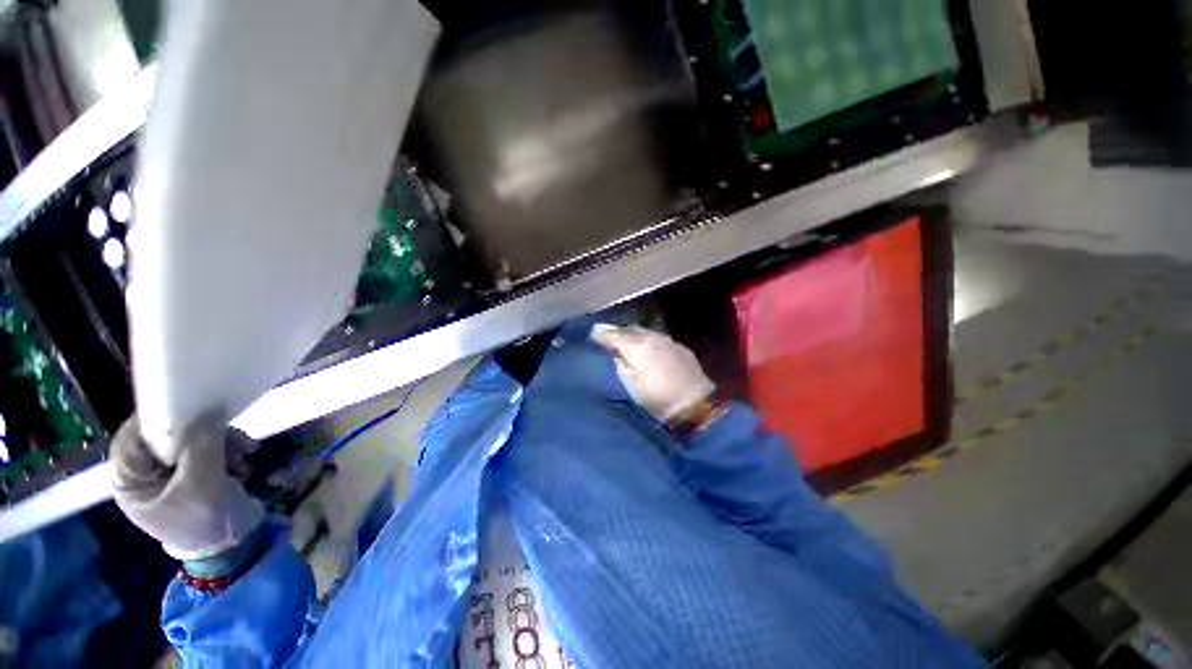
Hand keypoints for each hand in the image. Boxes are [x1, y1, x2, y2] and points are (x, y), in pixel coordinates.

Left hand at [109, 417, 264, 560]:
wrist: (232, 545)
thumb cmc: (204, 521)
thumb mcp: (202, 484)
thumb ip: (201, 447)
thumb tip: (208, 413)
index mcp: (129, 481)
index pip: (131, 438)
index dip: (157, 422)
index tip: (190, 411)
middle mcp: (145, 473)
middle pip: (166, 437)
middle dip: (202, 434)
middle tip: (230, 435)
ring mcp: (171, 473)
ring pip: (192, 440)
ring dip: (222, 441)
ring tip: (245, 451)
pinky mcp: (195, 472)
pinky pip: (208, 448)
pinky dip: (229, 448)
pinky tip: (245, 456)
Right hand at [590, 323, 715, 422]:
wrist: (695, 404)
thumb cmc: (657, 397)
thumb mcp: (630, 384)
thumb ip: (619, 363)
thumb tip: (614, 351)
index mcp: (636, 345)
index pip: (613, 333)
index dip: (601, 333)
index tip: (592, 334)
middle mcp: (651, 336)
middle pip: (629, 329)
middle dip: (617, 332)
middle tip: (607, 338)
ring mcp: (667, 340)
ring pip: (644, 332)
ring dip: (633, 335)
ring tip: (625, 342)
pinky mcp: (679, 347)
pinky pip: (657, 338)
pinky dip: (647, 341)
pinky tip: (646, 349)